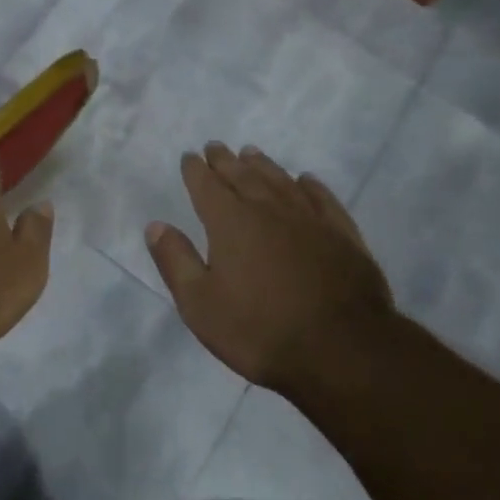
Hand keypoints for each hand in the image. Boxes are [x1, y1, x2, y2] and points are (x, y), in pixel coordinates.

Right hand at [145, 142, 396, 395]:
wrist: (342, 351)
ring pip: (281, 181)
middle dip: (225, 161)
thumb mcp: (200, 304)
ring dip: (263, 165)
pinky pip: (323, 199)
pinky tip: (306, 180)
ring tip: (252, 153)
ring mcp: (310, 220)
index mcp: (230, 223)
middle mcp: (269, 210)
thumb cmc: (259, 330)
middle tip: (216, 147)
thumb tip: (156, 225)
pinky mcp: (343, 236)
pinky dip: (311, 185)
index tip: (190, 156)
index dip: (195, 170)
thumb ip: (175, 261)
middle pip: (243, 176)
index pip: (207, 186)